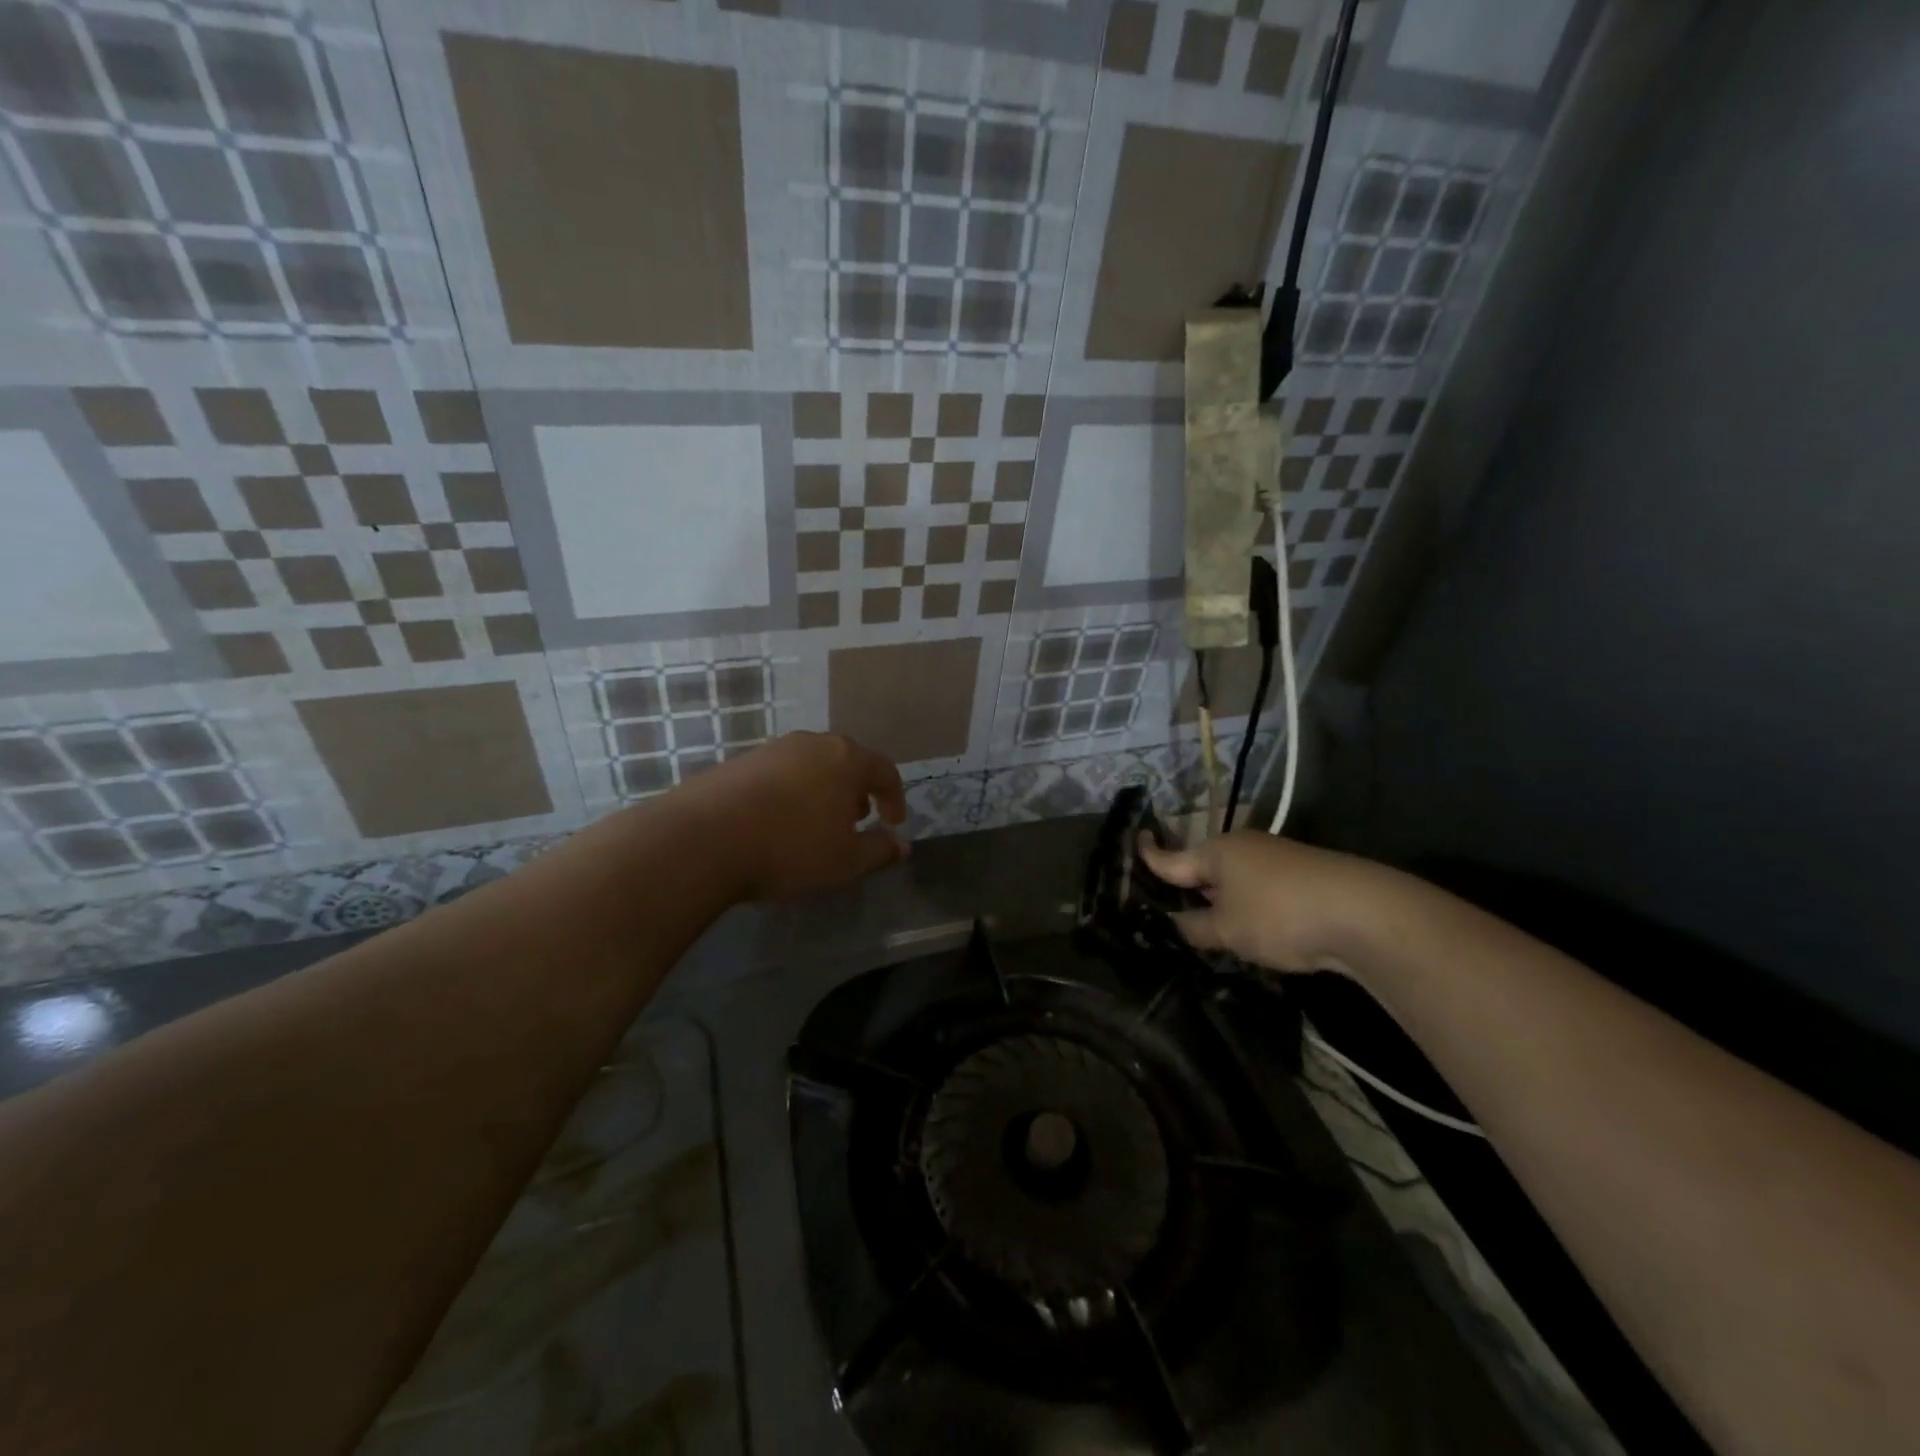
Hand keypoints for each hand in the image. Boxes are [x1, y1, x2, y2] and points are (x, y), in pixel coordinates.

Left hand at [684, 732, 907, 900]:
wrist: (703, 839)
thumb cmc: (790, 848)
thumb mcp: (845, 861)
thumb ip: (879, 850)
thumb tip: (901, 845)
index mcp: (846, 759)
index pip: (885, 771)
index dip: (895, 798)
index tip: (893, 823)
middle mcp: (812, 743)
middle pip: (847, 762)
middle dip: (858, 791)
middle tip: (857, 820)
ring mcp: (773, 749)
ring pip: (812, 766)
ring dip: (823, 791)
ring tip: (817, 823)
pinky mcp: (740, 761)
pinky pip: (780, 774)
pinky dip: (791, 793)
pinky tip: (778, 822)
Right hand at [1137, 831, 1386, 974]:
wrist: (1363, 913)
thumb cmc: (1279, 915)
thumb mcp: (1227, 930)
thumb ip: (1194, 928)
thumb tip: (1177, 925)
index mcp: (1216, 852)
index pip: (1171, 858)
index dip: (1149, 855)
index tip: (1135, 843)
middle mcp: (1243, 847)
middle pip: (1205, 869)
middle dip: (1190, 891)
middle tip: (1173, 917)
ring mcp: (1276, 859)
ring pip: (1235, 882)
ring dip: (1223, 904)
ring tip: (1216, 934)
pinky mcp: (1303, 875)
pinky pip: (1262, 890)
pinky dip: (1251, 908)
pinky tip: (1257, 933)